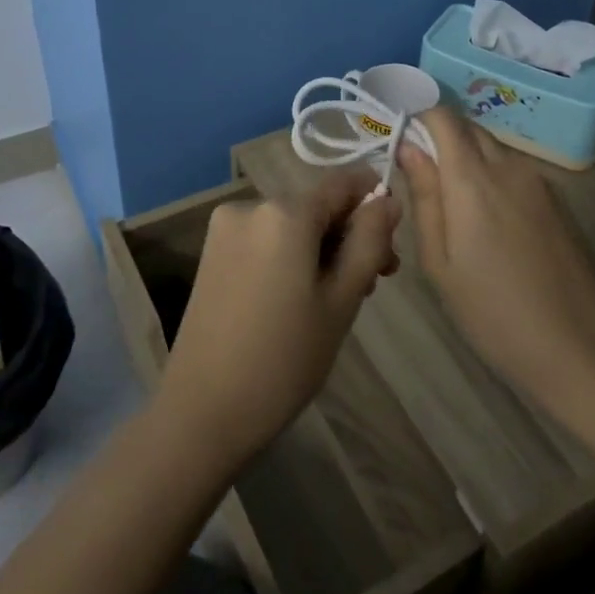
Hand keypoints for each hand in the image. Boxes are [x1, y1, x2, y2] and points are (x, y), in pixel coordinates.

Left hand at [157, 172, 399, 469]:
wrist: (204, 410)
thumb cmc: (284, 359)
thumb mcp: (341, 300)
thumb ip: (369, 242)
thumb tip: (387, 200)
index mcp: (284, 212)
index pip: (342, 183)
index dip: (374, 204)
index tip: (391, 246)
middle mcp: (250, 205)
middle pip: (316, 206)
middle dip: (349, 236)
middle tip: (372, 286)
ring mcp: (225, 228)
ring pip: (291, 225)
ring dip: (321, 250)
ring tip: (338, 300)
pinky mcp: (212, 251)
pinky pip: (265, 240)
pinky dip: (290, 256)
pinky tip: (300, 298)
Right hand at [396, 108, 594, 412]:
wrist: (581, 351)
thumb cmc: (494, 313)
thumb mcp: (440, 263)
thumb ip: (424, 197)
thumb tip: (407, 147)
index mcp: (473, 180)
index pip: (442, 117)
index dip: (418, 119)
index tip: (400, 142)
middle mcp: (509, 167)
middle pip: (468, 129)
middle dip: (440, 139)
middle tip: (421, 180)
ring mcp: (540, 183)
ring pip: (493, 150)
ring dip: (467, 161)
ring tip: (453, 209)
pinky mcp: (558, 202)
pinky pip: (515, 172)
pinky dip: (493, 179)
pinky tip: (490, 226)